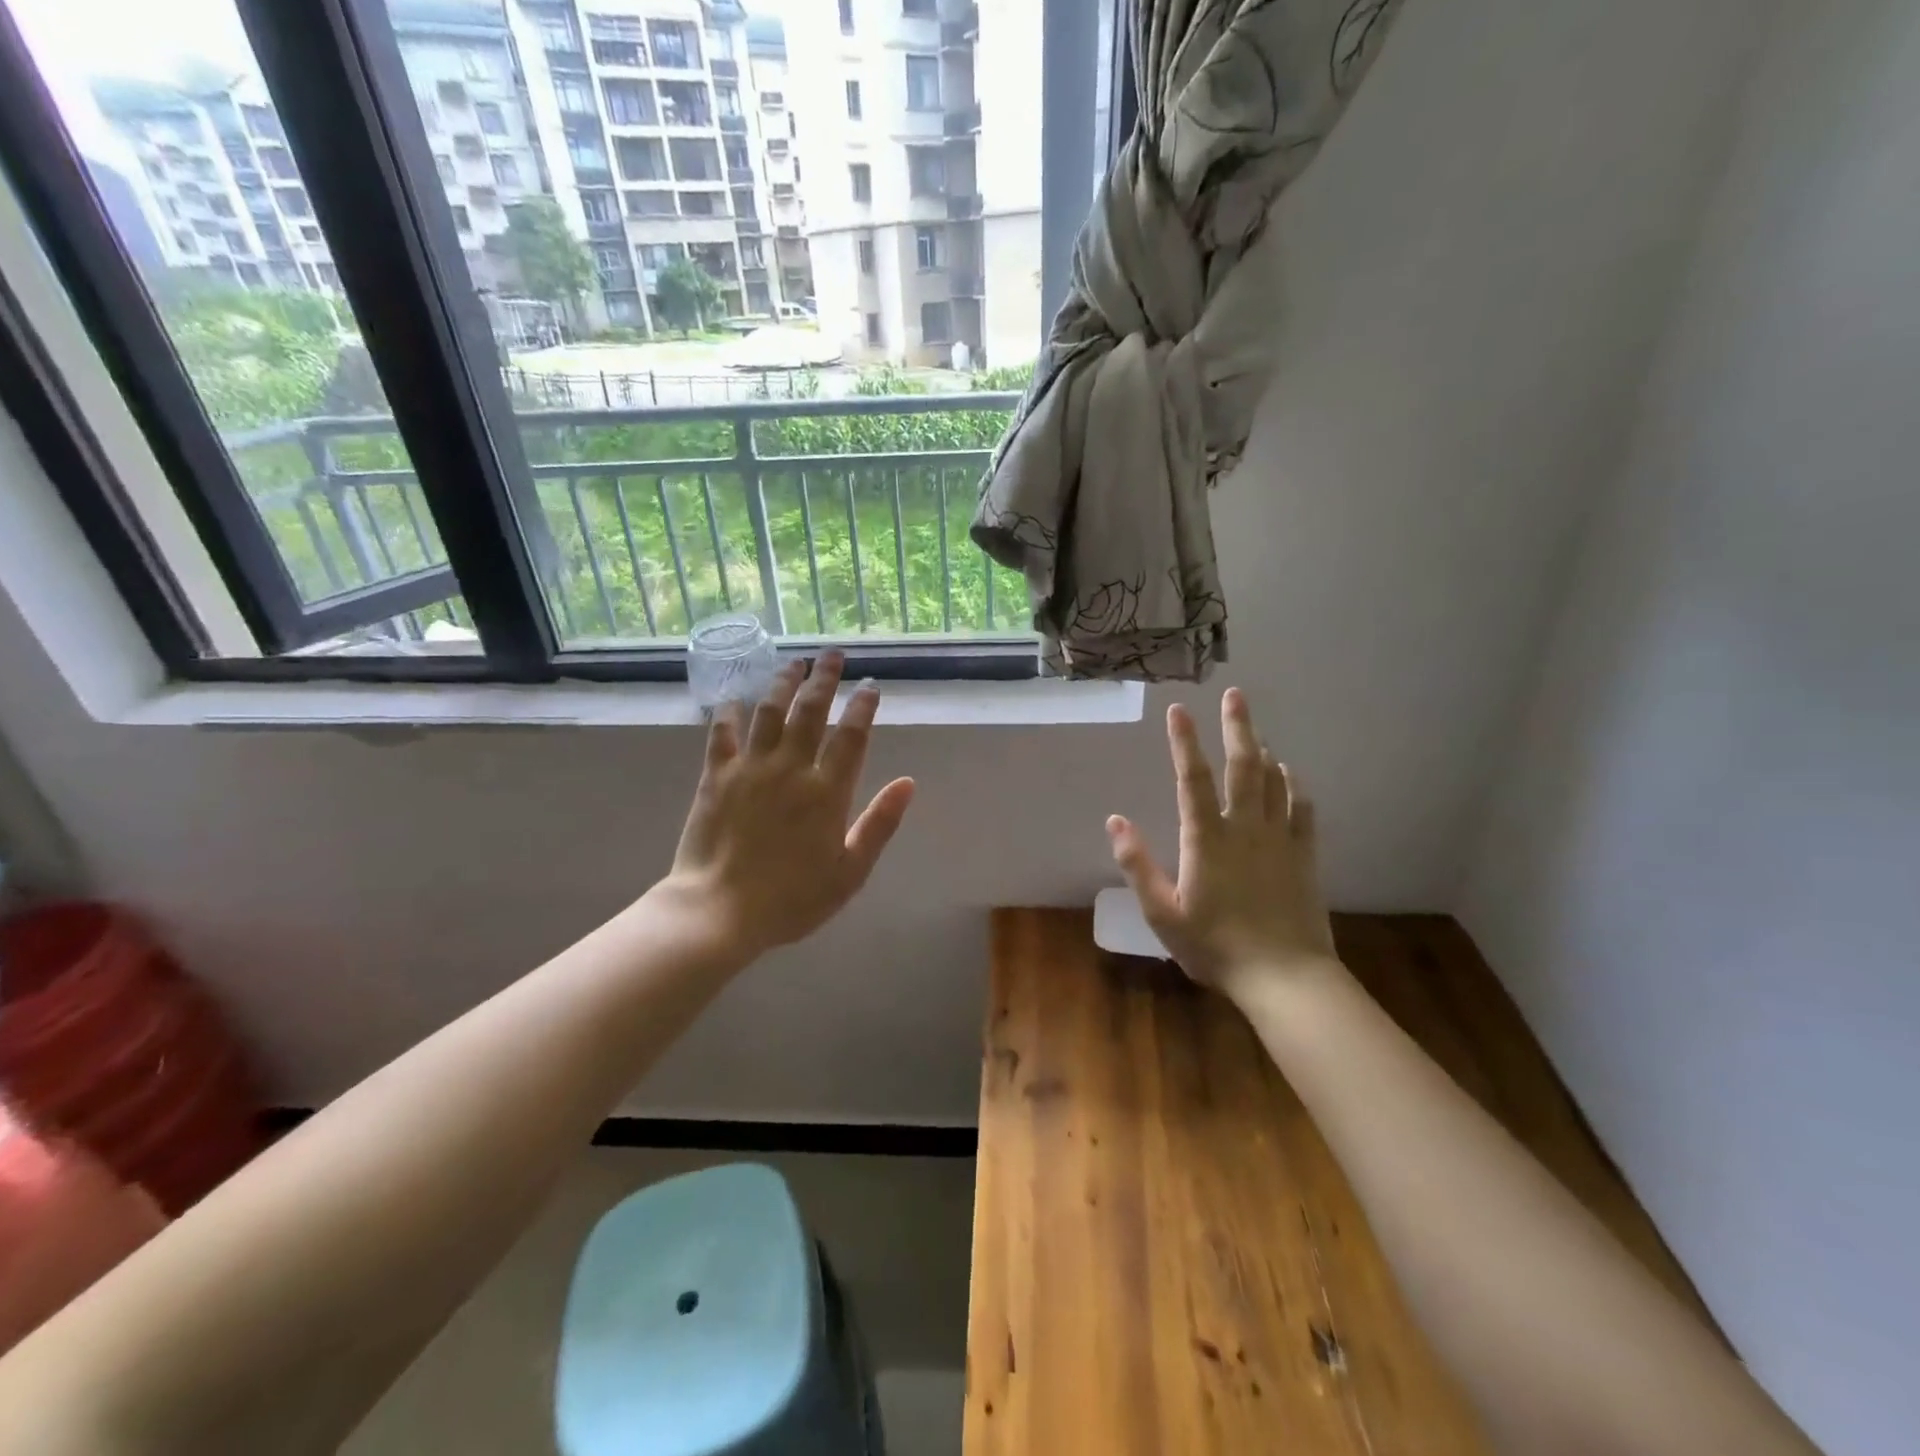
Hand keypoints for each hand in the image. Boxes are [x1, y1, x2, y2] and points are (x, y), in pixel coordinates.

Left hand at [661, 651, 915, 961]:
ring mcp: (750, 769)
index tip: (870, 686)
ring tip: (794, 663)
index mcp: (827, 792)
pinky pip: (722, 734)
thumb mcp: (850, 872)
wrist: (719, 912)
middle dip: (824, 679)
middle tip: (832, 655)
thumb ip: (879, 823)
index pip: (851, 736)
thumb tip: (907, 783)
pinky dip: (728, 712)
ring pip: (769, 712)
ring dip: (783, 683)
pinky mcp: (715, 777)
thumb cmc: (792, 899)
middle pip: (810, 711)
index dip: (862, 707)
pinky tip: (733, 697)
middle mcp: (790, 769)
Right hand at [1106, 688, 1335, 997]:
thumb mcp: (1162, 912)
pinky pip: (1301, 808)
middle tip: (1236, 694)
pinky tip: (1288, 774)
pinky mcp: (1304, 855)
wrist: (1285, 977)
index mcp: (1206, 838)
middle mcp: (1245, 827)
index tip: (1178, 709)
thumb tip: (1114, 820)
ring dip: (1263, 749)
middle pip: (1243, 766)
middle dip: (1238, 726)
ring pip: (1274, 781)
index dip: (1183, 741)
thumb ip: (1137, 864)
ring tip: (1254, 729)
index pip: (1191, 778)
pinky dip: (1293, 785)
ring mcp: (1279, 839)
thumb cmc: (1215, 946)